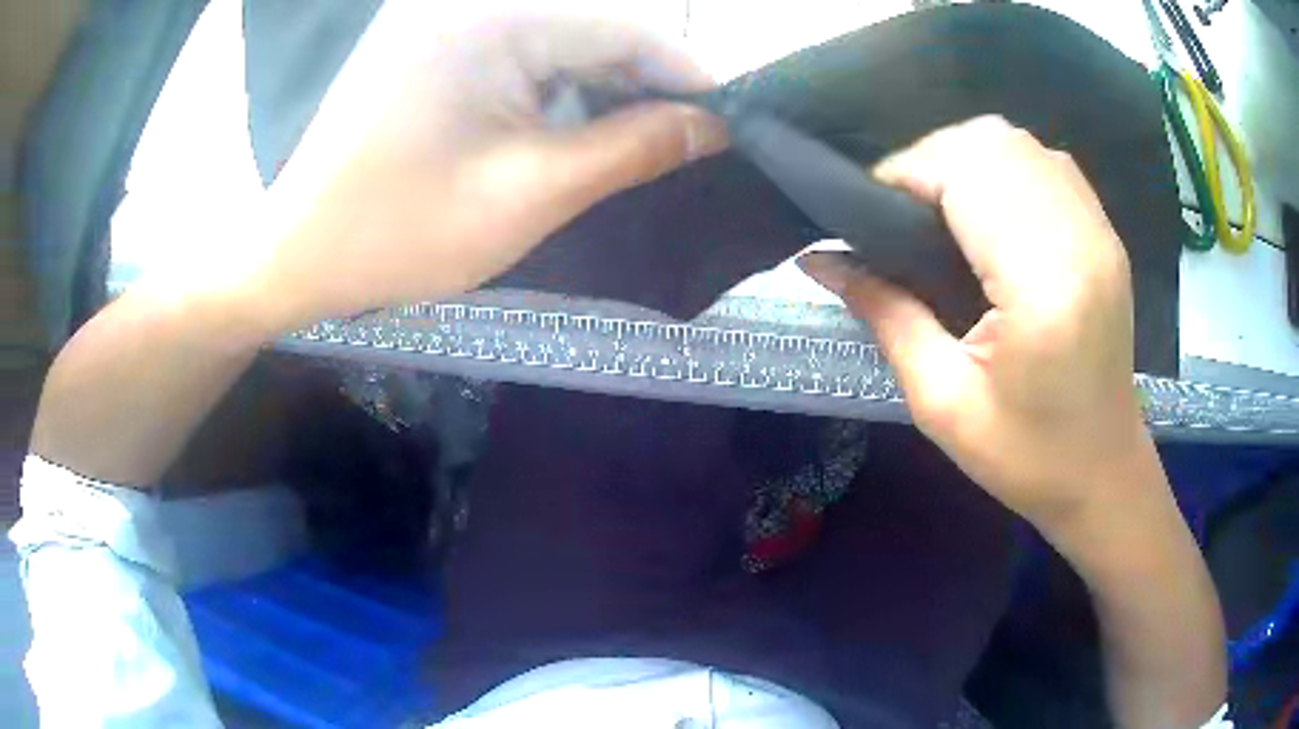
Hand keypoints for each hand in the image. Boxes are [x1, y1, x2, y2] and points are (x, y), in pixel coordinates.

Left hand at [241, 6, 725, 330]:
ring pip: (562, 42)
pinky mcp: (436, 42)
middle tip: (692, 141)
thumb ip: (632, 149)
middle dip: (647, 85)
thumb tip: (715, 127)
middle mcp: (471, 1)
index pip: (626, 27)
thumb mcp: (529, 193)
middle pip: (595, 28)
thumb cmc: (398, 232)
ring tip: (643, 143)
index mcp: (491, 18)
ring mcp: (449, 18)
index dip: (689, 74)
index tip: (733, 121)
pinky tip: (578, 130)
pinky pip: (522, 53)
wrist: (297, 253)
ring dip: (606, 90)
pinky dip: (559, 90)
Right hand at [800, 116, 1152, 532]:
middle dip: (931, 160)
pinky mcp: (1106, 233)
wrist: (1104, 474)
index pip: (965, 174)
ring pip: (1019, 142)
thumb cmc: (1028, 457)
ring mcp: (1099, 230)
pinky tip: (989, 209)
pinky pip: (1046, 161)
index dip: (906, 175)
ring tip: (939, 208)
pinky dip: (1004, 166)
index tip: (868, 213)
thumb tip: (818, 260)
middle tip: (902, 213)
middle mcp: (1080, 239)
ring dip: (966, 158)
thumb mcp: (943, 402)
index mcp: (1043, 287)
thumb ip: (885, 315)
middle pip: (992, 143)